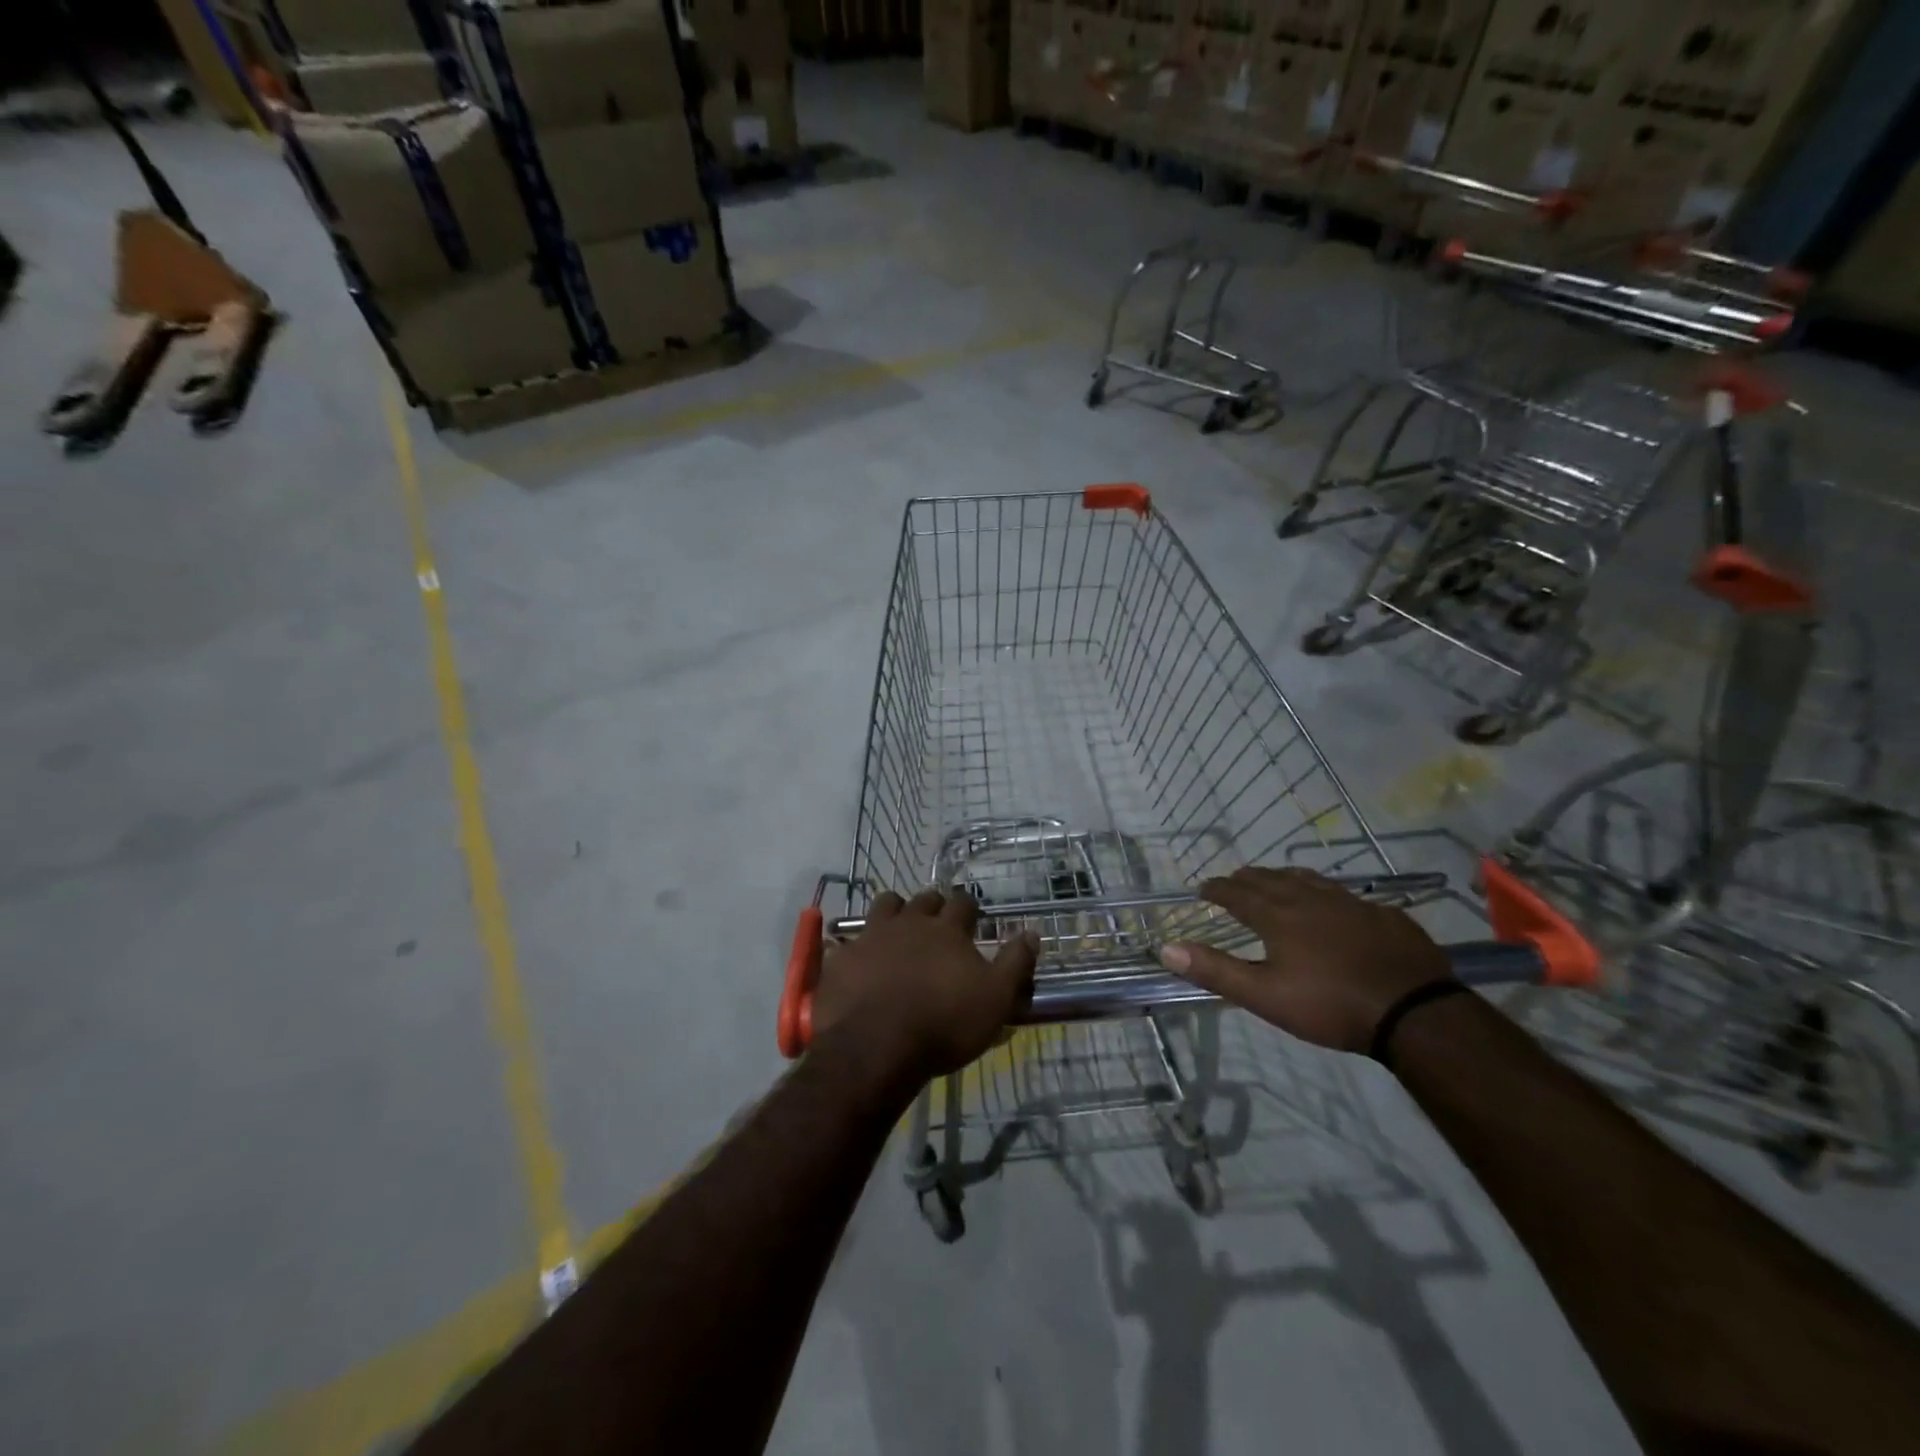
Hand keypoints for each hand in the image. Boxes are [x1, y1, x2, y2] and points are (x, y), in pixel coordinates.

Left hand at [811, 889, 1038, 1078]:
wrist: (876, 1046)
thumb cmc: (944, 1023)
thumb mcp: (995, 999)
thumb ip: (1015, 963)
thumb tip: (1032, 933)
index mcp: (946, 930)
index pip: (962, 903)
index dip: (969, 908)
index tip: (972, 916)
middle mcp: (909, 923)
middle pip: (923, 900)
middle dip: (933, 906)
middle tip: (937, 921)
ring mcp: (872, 936)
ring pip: (884, 905)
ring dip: (894, 910)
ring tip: (897, 927)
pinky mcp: (842, 957)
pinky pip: (845, 940)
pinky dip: (853, 944)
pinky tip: (854, 956)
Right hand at [1158, 867, 1450, 1053]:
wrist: (1414, 1012)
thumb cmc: (1330, 1005)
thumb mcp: (1264, 995)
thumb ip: (1215, 970)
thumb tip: (1165, 948)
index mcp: (1278, 915)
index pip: (1238, 893)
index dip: (1218, 889)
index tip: (1203, 888)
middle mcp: (1309, 899)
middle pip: (1271, 879)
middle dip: (1247, 879)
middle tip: (1234, 881)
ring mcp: (1350, 903)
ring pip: (1308, 879)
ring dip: (1284, 878)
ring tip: (1276, 881)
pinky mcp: (1382, 914)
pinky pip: (1343, 893)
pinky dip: (1323, 892)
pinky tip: (1332, 905)